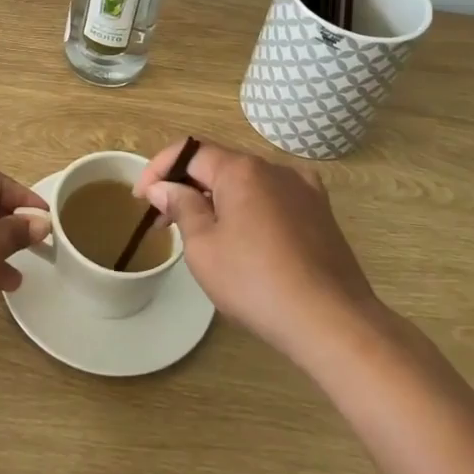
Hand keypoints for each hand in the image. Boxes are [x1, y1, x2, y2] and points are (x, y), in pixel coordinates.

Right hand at [134, 140, 380, 361]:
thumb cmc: (256, 283)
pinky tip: (248, 235)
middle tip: (165, 220)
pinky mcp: (321, 213)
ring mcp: (303, 189)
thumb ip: (181, 207)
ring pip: (248, 182)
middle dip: (187, 185)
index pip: (189, 152)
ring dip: (218, 198)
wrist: (332, 321)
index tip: (141, 198)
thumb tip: (164, 187)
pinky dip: (251, 207)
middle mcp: (274, 168)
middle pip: (219, 164)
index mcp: (242, 169)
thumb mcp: (204, 247)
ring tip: (202, 232)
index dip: (159, 169)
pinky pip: (274, 198)